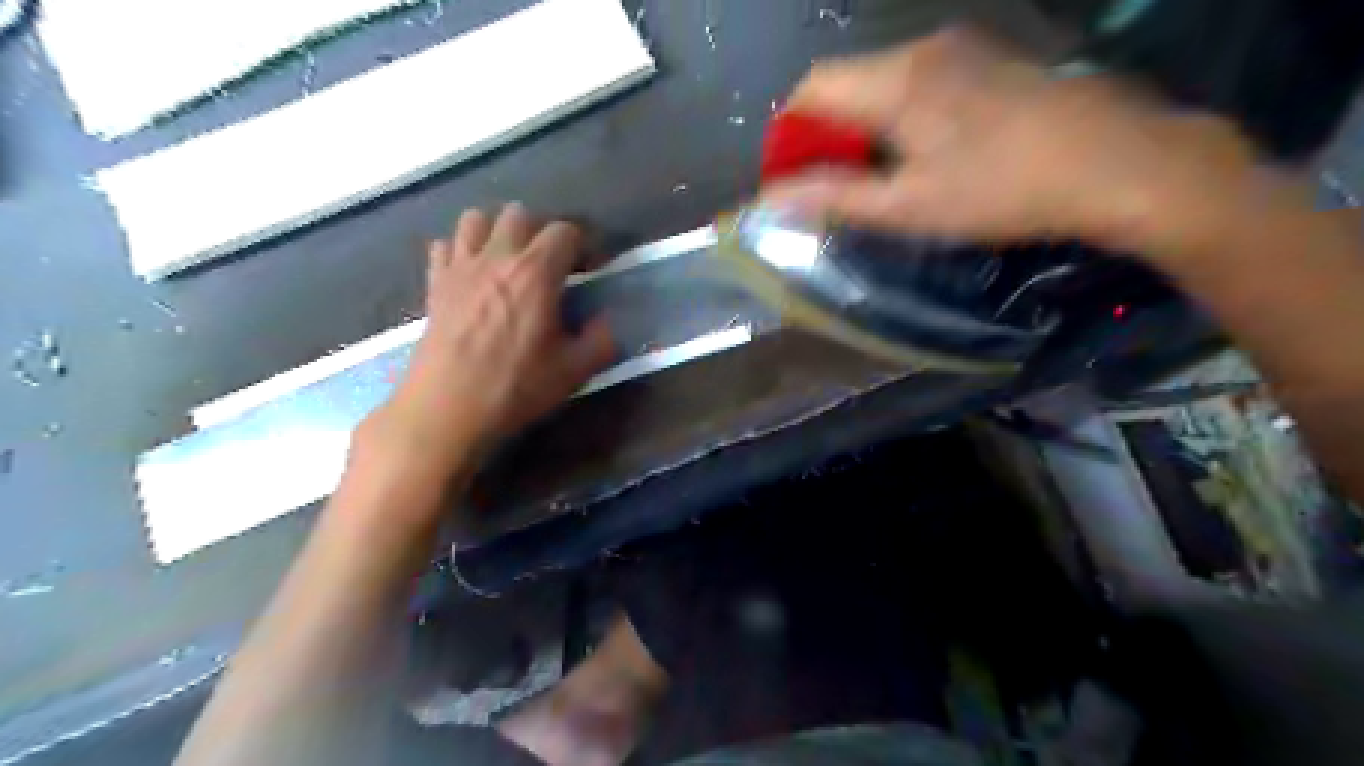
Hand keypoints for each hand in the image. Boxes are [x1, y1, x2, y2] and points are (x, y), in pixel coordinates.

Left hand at [363, 208, 619, 476]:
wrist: (447, 409)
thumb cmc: (515, 388)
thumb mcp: (574, 371)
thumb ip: (601, 340)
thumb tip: (607, 322)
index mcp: (536, 273)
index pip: (565, 232)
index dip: (584, 245)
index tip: (591, 269)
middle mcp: (498, 257)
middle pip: (519, 214)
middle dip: (541, 232)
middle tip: (551, 265)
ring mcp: (460, 267)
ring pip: (476, 219)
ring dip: (497, 231)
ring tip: (509, 261)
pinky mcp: (434, 283)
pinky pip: (444, 246)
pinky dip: (460, 250)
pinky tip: (471, 275)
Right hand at [766, 28, 1280, 261]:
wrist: (1117, 163)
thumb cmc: (1001, 191)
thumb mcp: (909, 206)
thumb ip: (835, 198)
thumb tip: (771, 201)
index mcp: (897, 80)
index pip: (812, 87)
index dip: (791, 132)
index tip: (793, 177)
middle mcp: (923, 49)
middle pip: (845, 80)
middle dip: (824, 132)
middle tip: (831, 186)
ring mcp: (962, 49)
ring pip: (882, 81)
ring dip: (861, 125)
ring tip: (873, 176)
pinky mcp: (990, 61)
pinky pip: (918, 80)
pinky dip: (896, 116)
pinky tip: (919, 153)